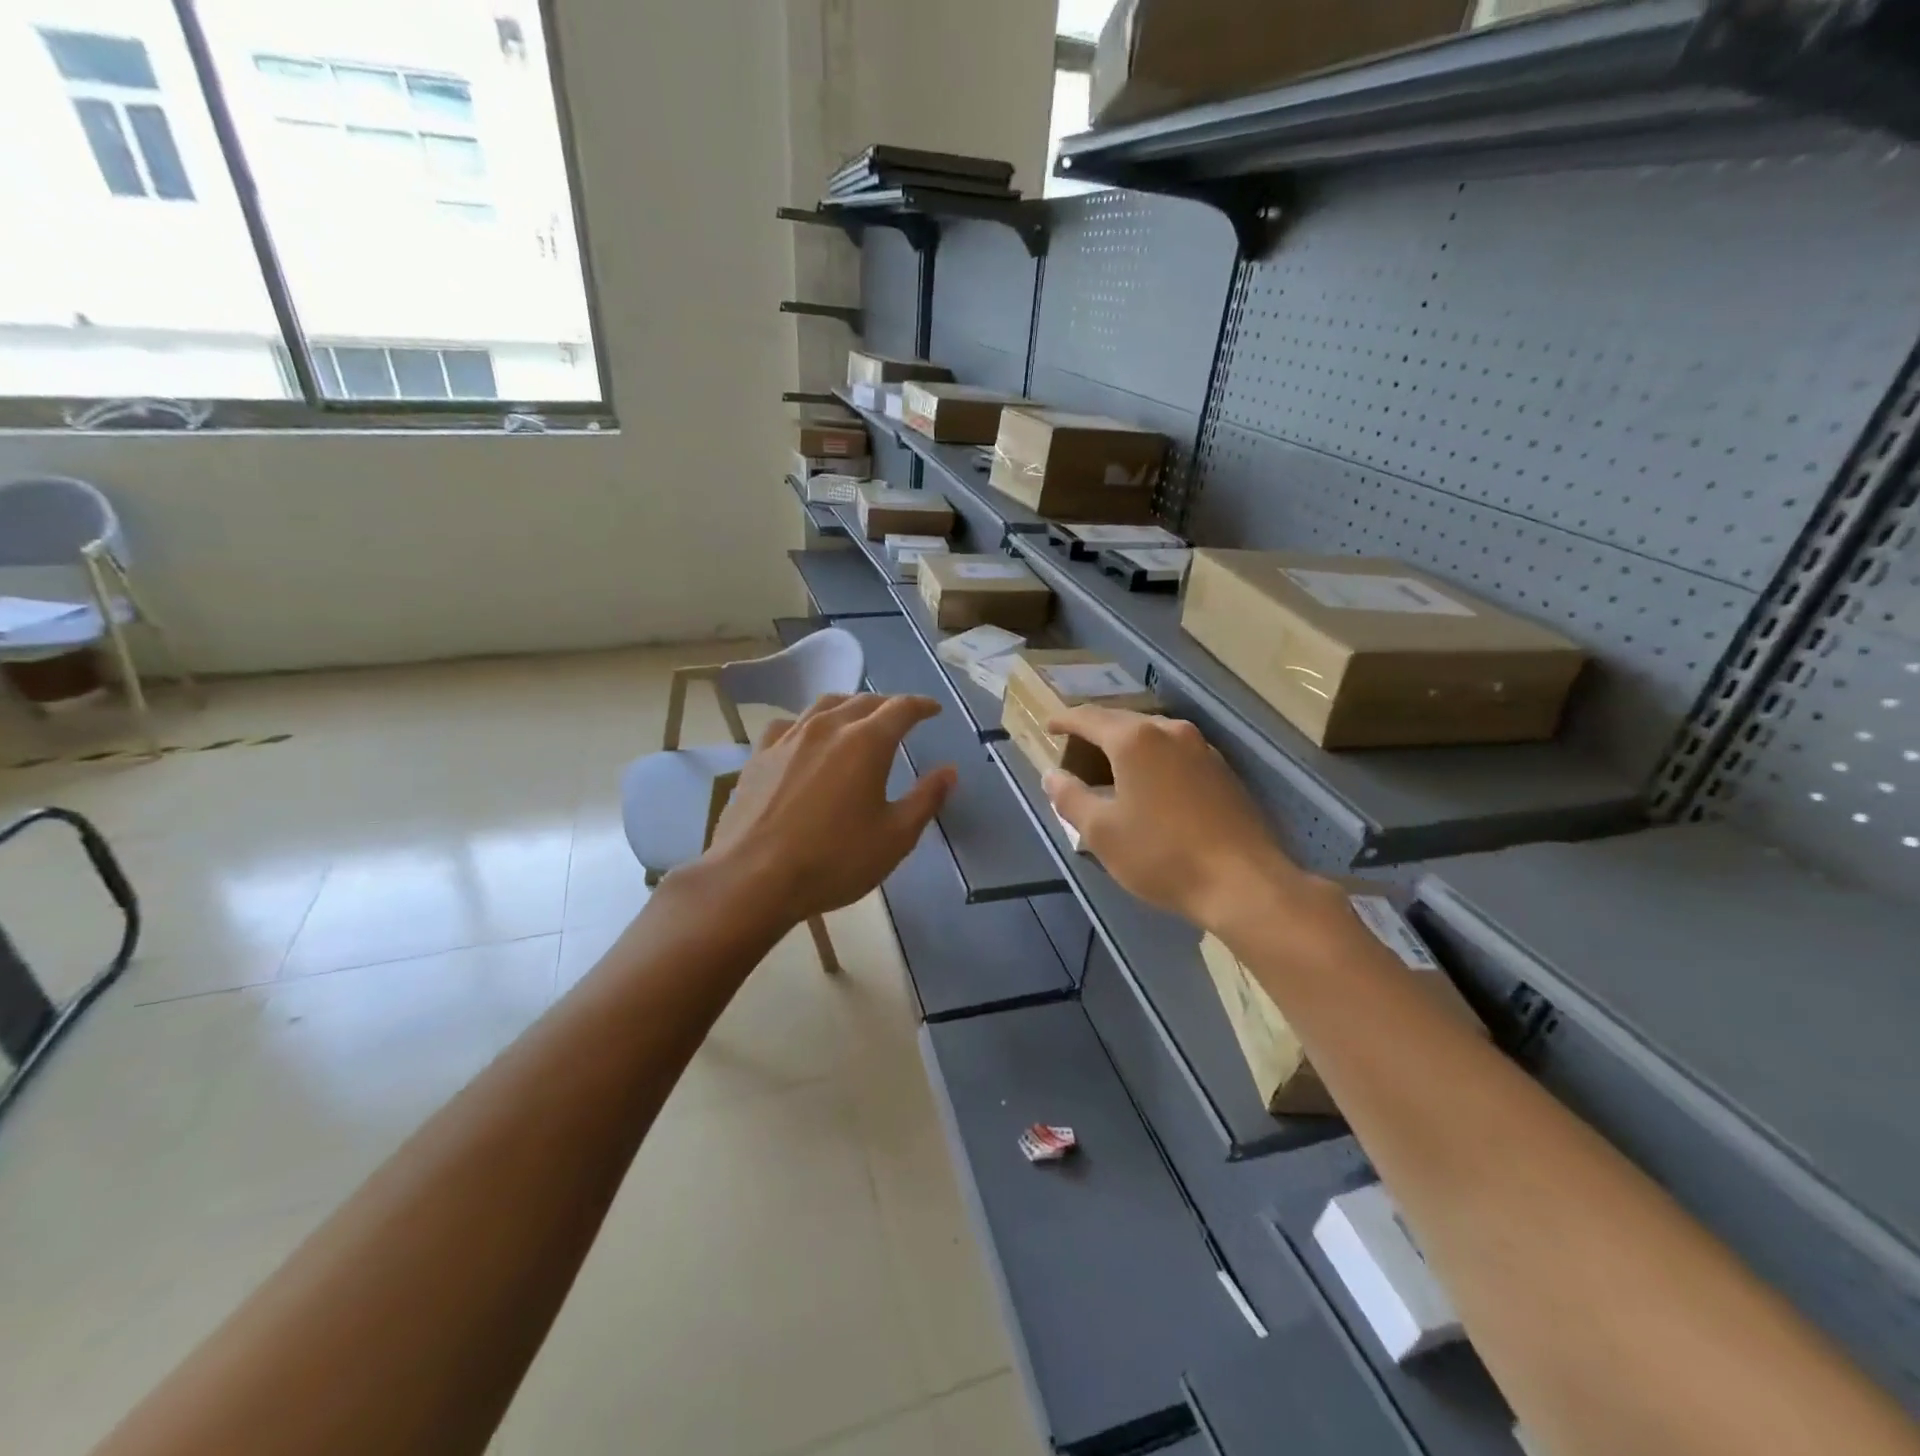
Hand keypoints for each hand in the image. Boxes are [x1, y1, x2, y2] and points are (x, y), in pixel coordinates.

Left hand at [709, 693, 957, 923]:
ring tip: (858, 719)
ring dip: (849, 706)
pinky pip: (789, 725)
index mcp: (866, 742)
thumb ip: (925, 799)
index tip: (934, 710)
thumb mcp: (895, 838)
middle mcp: (827, 727)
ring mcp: (789, 738)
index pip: (901, 708)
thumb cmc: (834, 860)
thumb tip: (949, 771)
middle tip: (901, 717)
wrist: (753, 879)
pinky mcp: (759, 755)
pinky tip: (806, 739)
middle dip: (888, 705)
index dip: (922, 705)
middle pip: (863, 701)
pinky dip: (808, 724)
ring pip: (824, 705)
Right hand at [1043, 706, 1310, 932]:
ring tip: (1108, 764)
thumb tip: (1051, 776)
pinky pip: (1175, 752)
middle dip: (1095, 731)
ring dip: (1126, 744)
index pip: (1089, 718)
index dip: (1064, 720)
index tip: (1048, 726)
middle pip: (1122, 721)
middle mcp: (1170, 731)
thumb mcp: (1102, 832)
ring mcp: (1202, 748)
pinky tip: (1148, 783)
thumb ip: (1070, 798)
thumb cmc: (1162, 855)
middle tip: (1074, 748)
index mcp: (1135, 739)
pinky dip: (1152, 759)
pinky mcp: (1222, 770)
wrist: (1243, 882)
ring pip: (1152, 735)